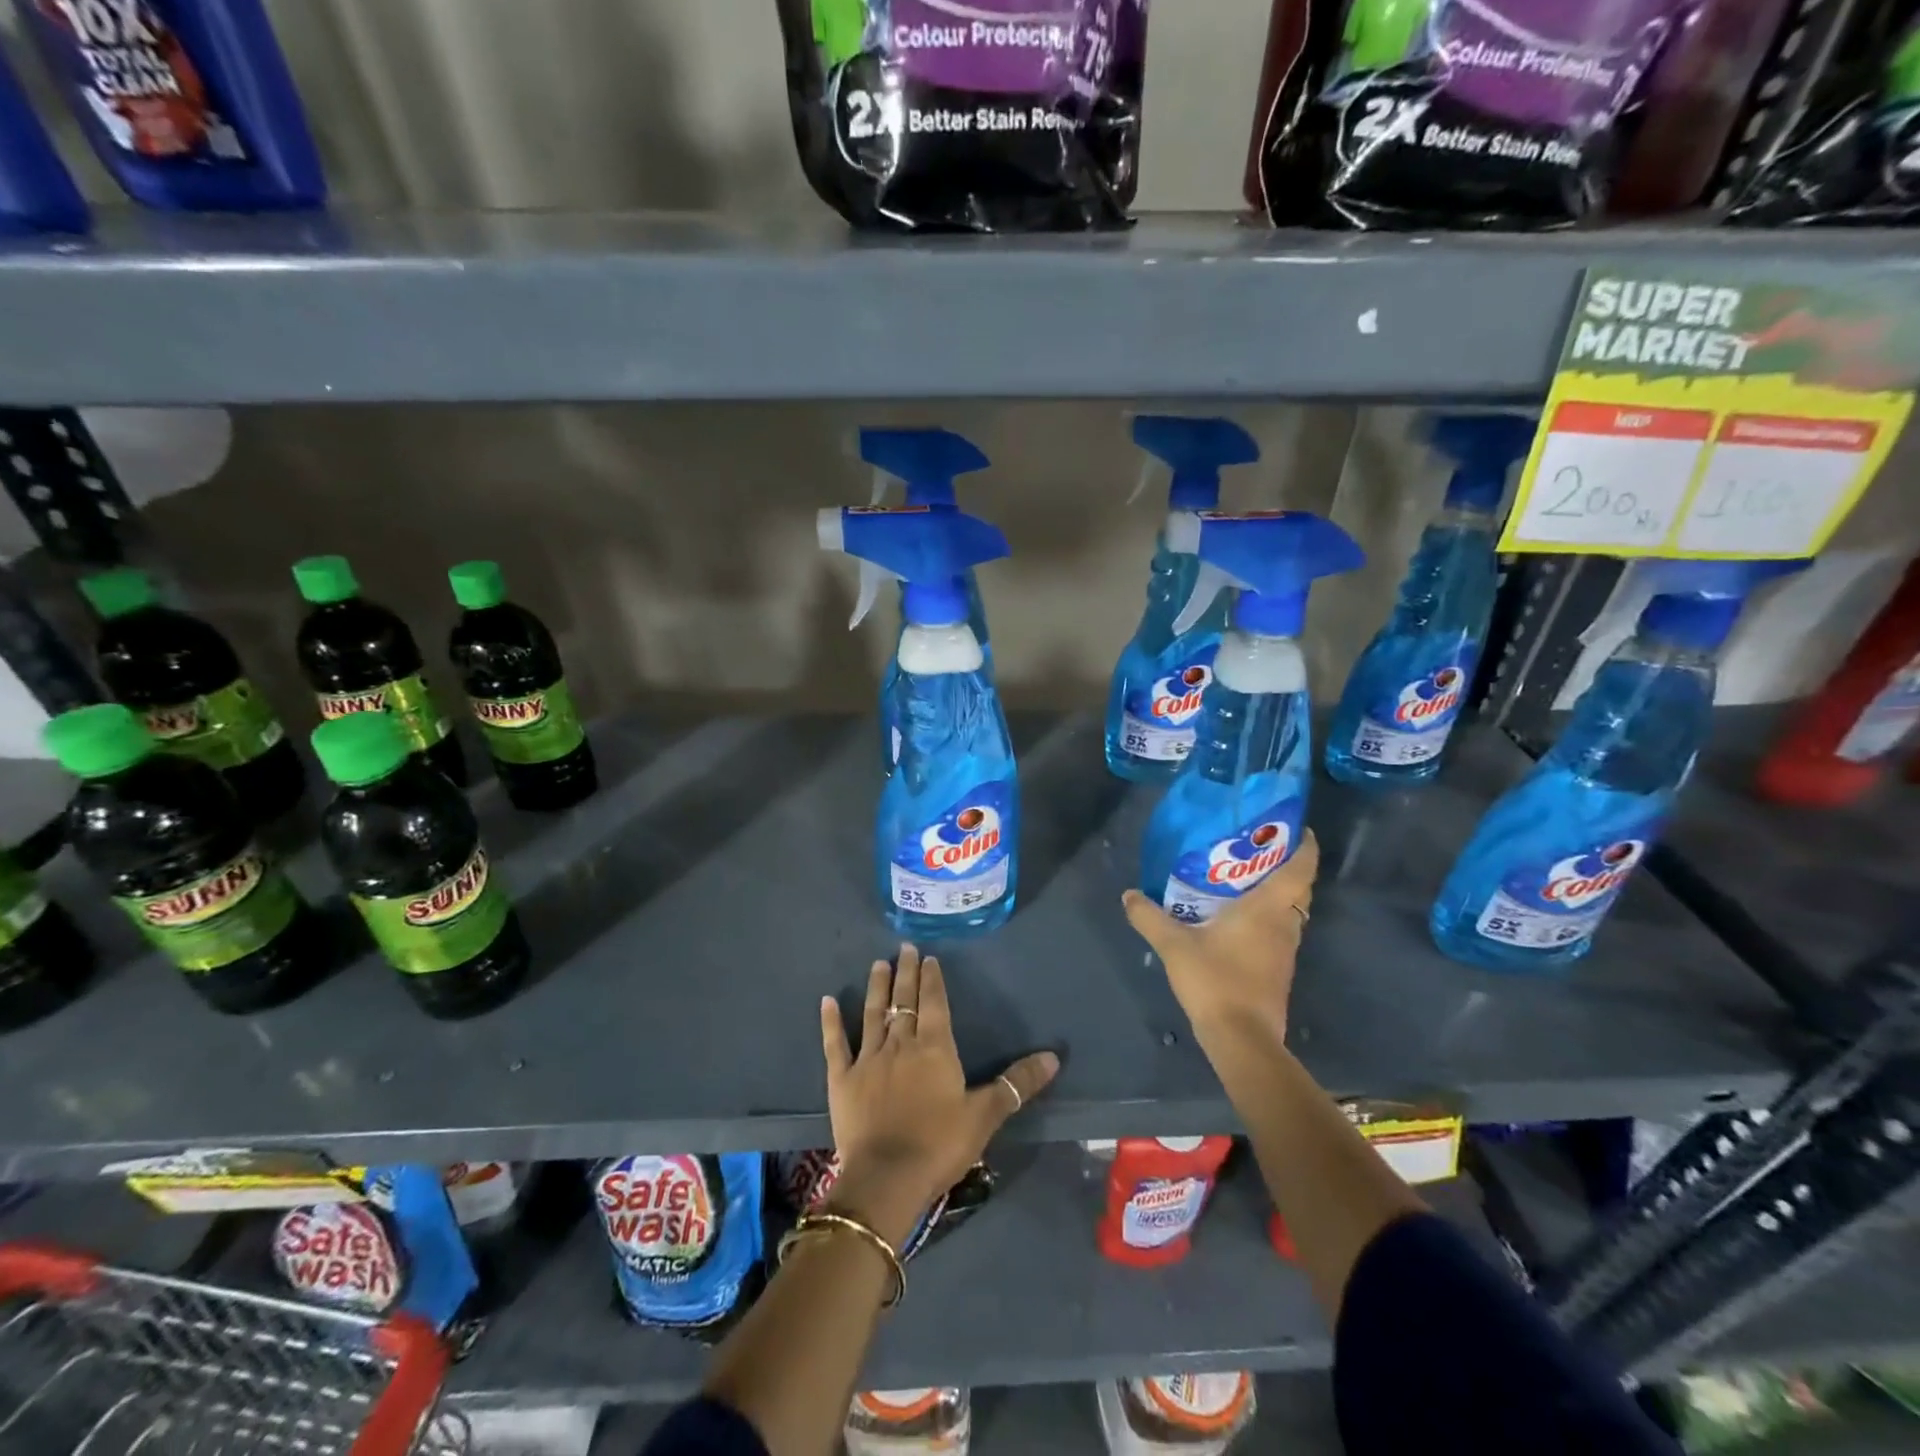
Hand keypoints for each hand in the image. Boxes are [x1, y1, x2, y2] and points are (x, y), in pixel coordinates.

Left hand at [819, 944, 1058, 1250]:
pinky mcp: (842, 1079)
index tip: (928, 958)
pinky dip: (831, 1022)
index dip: (931, 980)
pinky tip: (827, 1001)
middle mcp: (900, 1044)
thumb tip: (1054, 1056)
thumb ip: (1017, 1083)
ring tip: (878, 964)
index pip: (934, 1004)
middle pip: (903, 1001)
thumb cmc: (939, 1144)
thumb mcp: (986, 1115)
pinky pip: (835, 1044)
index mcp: (934, 1048)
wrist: (887, 1179)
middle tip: (903, 947)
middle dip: (905, 973)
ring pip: (873, 1014)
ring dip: (876, 988)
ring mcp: (868, 1059)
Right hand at [1121, 830, 1319, 1047]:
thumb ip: (1149, 917)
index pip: (1300, 868)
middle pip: (1297, 886)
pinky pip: (1278, 929)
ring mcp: (1284, 949)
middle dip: (1283, 864)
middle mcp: (1284, 923)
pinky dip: (1266, 915)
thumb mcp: (1173, 945)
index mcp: (1268, 908)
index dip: (1303, 844)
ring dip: (1275, 891)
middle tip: (1253, 848)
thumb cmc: (1215, 980)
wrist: (1242, 1038)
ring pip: (1289, 909)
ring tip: (1241, 878)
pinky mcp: (1278, 969)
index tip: (1295, 826)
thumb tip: (1129, 894)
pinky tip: (1236, 918)